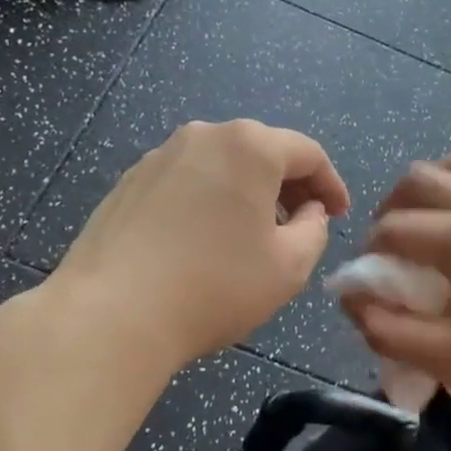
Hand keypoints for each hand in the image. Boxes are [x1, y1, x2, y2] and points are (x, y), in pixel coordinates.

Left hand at [52, 120, 349, 371]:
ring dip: (247, 193)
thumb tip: (307, 213)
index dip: (330, 184)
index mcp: (249, 146)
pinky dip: (209, 200)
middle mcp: (204, 136)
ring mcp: (160, 156)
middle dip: (289, 187)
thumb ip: (314, 230)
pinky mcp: (129, 181)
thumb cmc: (214, 287)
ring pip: (221, 165)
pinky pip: (187, 181)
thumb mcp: (289, 267)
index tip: (338, 215)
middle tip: (300, 225)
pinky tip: (204, 240)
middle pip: (262, 152)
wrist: (112, 314)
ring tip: (252, 235)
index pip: (307, 153)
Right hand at [340, 148, 450, 433]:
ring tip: (428, 213)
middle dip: (392, 205)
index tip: (367, 279)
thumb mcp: (446, 359)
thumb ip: (387, 328)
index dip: (369, 251)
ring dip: (436, 180)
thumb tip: (351, 298)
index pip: (394, 228)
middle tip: (388, 242)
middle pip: (422, 178)